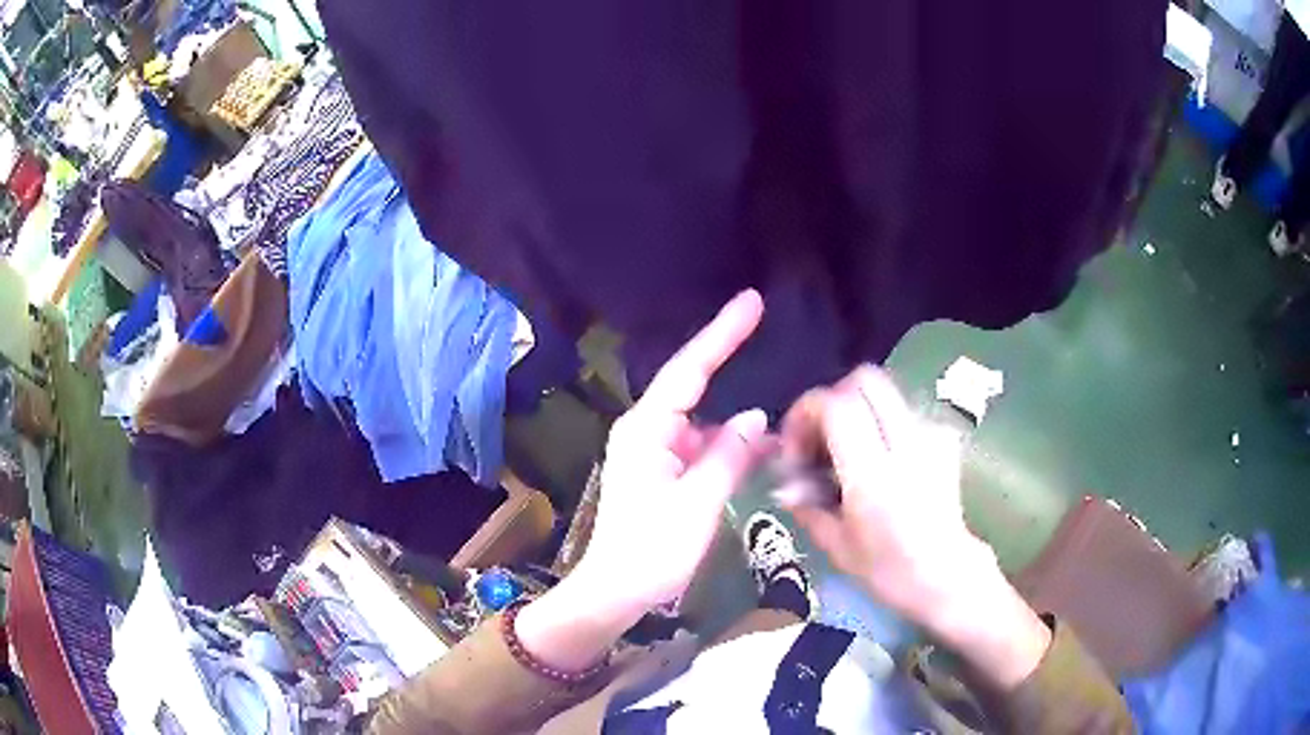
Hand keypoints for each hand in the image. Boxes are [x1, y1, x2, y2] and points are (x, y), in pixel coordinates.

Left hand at [517, 290, 769, 670]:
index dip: (722, 333)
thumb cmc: (652, 551)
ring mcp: (652, 452)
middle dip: (729, 362)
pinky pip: (699, 448)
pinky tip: (758, 454)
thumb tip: (757, 418)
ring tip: (779, 427)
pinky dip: (727, 449)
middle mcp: (645, 431)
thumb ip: (730, 455)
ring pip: (702, 423)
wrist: (616, 593)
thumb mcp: (699, 503)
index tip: (751, 302)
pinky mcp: (660, 473)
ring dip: (735, 425)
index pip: (689, 370)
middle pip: (694, 388)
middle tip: (763, 325)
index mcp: (646, 430)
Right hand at [781, 365, 1049, 688]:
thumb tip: (785, 484)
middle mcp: (906, 445)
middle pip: (865, 380)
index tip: (796, 446)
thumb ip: (807, 505)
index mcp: (874, 476)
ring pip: (885, 392)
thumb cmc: (888, 571)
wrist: (946, 575)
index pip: (837, 407)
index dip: (806, 413)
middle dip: (833, 399)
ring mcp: (931, 437)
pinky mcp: (944, 439)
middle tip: (820, 438)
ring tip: (846, 453)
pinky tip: (878, 460)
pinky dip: (882, 424)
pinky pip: (904, 412)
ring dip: (857, 410)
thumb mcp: (836, 545)